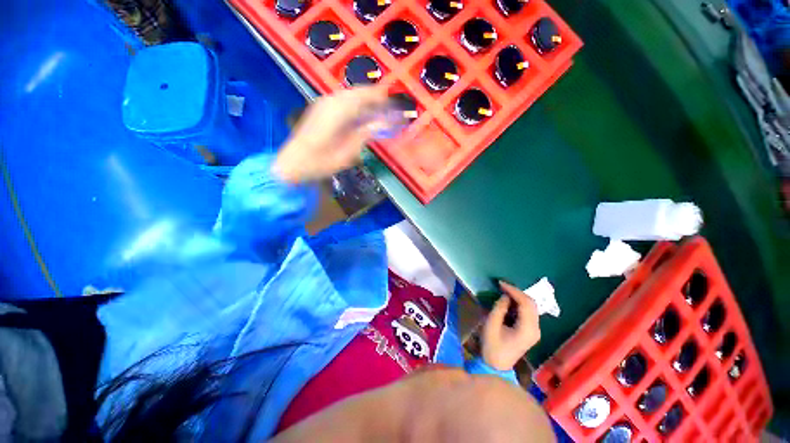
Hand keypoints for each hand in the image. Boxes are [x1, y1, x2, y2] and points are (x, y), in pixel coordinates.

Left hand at [274, 87, 389, 182]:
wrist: (293, 163)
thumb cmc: (321, 162)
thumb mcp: (347, 153)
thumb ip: (364, 134)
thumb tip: (382, 123)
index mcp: (338, 111)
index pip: (363, 96)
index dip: (379, 97)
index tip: (392, 101)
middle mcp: (330, 102)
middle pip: (356, 92)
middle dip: (372, 97)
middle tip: (386, 107)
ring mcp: (323, 104)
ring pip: (348, 95)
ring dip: (363, 100)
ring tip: (375, 111)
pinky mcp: (319, 109)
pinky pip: (341, 100)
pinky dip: (353, 104)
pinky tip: (358, 115)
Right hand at [481, 281, 540, 370]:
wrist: (496, 366)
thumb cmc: (492, 346)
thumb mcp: (491, 325)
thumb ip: (499, 308)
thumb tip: (505, 296)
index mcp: (527, 329)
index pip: (526, 303)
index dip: (514, 291)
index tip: (500, 283)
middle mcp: (536, 329)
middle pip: (532, 304)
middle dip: (517, 292)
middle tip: (502, 286)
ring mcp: (535, 331)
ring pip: (531, 307)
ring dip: (519, 297)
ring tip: (504, 291)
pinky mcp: (531, 332)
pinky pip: (528, 312)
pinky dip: (519, 304)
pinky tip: (509, 301)